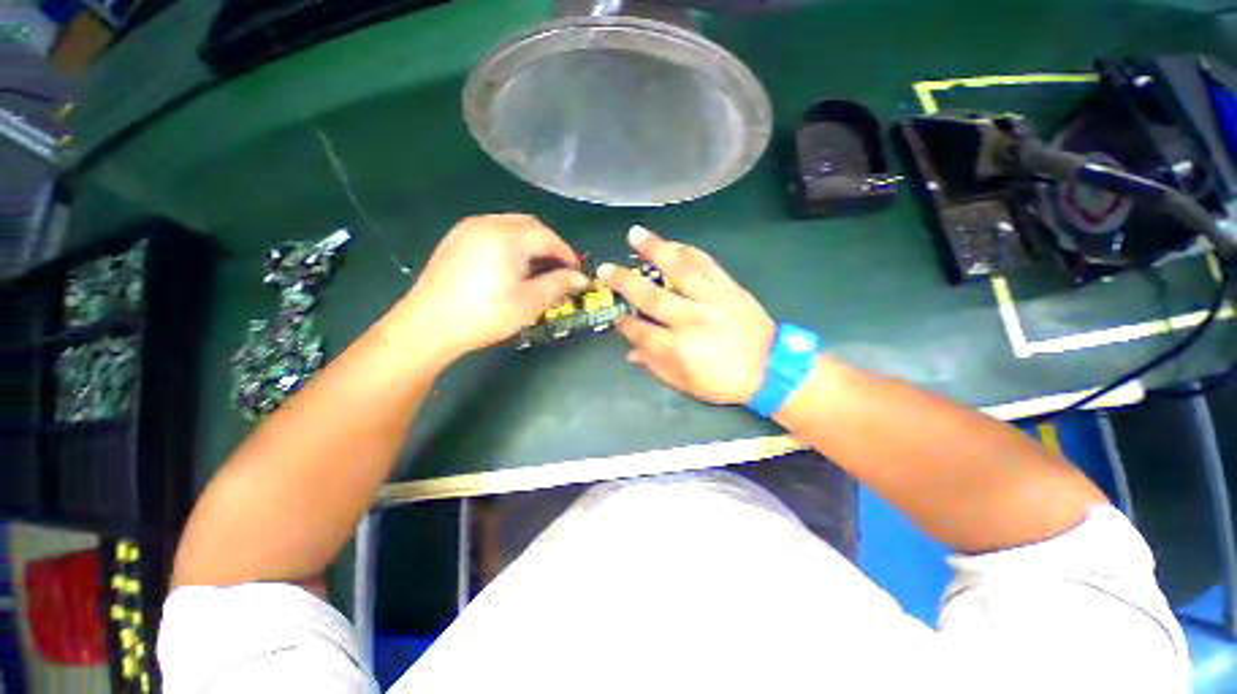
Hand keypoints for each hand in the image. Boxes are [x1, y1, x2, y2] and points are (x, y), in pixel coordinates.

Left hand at [404, 214, 587, 358]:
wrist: (428, 325)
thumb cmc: (484, 315)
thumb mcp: (529, 303)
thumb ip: (558, 286)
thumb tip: (582, 278)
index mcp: (506, 236)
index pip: (548, 236)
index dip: (567, 254)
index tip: (576, 273)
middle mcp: (487, 223)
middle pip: (529, 225)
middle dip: (549, 245)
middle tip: (559, 270)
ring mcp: (467, 229)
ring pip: (510, 226)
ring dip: (530, 244)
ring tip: (537, 269)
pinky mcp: (455, 239)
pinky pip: (492, 232)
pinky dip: (510, 244)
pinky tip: (510, 267)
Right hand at [598, 226, 774, 404]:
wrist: (772, 368)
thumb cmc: (725, 381)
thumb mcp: (687, 384)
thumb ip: (656, 366)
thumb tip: (630, 353)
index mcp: (678, 348)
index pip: (640, 331)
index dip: (624, 324)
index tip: (615, 316)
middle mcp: (690, 319)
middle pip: (650, 296)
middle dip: (624, 281)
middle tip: (605, 269)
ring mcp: (710, 299)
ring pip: (678, 269)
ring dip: (655, 249)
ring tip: (635, 233)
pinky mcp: (728, 287)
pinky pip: (706, 263)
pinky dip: (688, 251)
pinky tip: (674, 243)